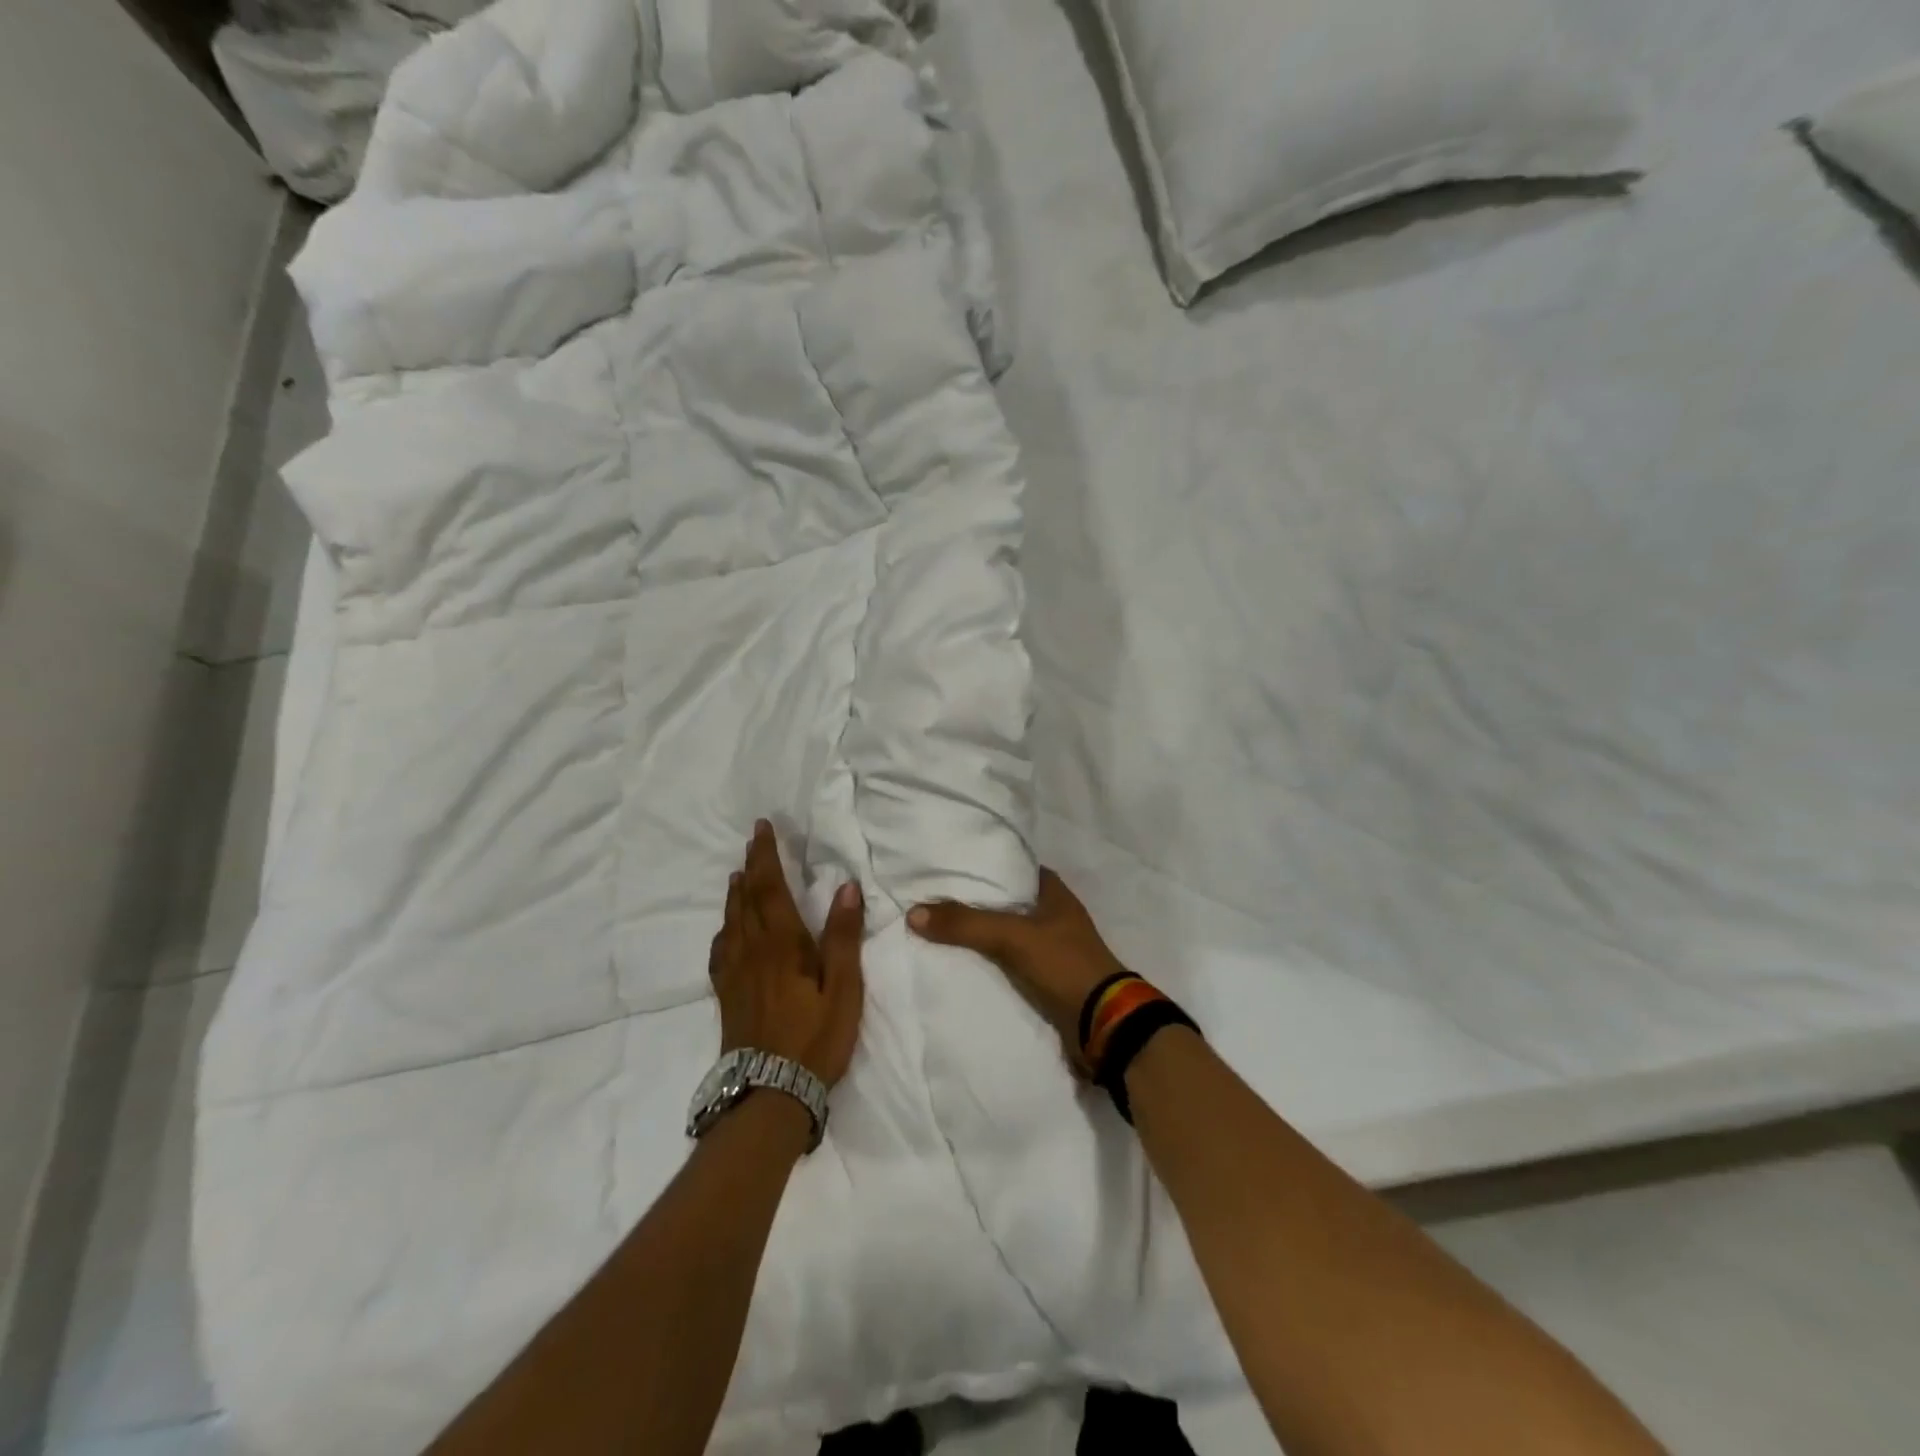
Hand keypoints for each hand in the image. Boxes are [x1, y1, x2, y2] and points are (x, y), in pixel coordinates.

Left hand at [709, 821, 865, 1086]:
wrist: (769, 1094)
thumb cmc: (815, 1039)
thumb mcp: (844, 989)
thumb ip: (843, 937)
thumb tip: (847, 887)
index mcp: (782, 945)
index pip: (770, 889)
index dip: (766, 857)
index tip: (762, 829)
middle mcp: (752, 952)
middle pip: (746, 900)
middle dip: (749, 867)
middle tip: (752, 842)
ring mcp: (735, 975)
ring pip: (731, 922)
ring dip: (735, 894)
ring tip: (737, 876)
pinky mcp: (727, 996)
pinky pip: (720, 951)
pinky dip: (724, 929)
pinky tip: (726, 932)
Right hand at [908, 868, 1127, 1069]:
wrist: (1103, 1025)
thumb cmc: (1064, 965)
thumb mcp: (1012, 937)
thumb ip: (966, 923)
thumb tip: (914, 912)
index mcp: (1055, 893)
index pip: (1014, 869)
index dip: (986, 867)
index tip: (951, 868)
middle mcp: (1055, 916)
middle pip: (1007, 902)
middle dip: (977, 903)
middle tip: (936, 900)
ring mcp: (1053, 949)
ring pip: (1007, 934)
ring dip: (981, 935)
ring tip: (939, 930)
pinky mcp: (1048, 979)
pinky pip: (1010, 963)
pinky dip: (990, 962)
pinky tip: (962, 964)